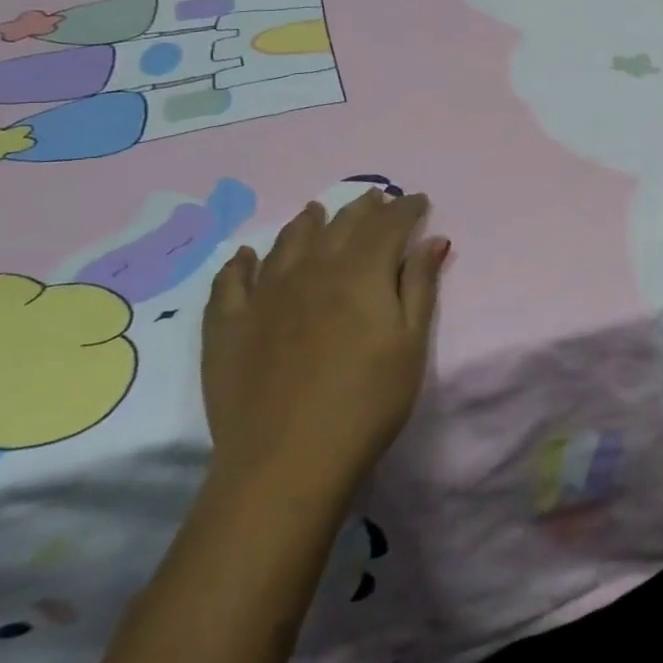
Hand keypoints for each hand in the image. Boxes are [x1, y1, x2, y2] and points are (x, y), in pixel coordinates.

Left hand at [201, 191, 447, 505]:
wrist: (287, 462)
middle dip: (363, 208)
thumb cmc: (367, 403)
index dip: (406, 208)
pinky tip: (248, 256)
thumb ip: (420, 286)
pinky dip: (243, 262)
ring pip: (288, 242)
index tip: (418, 202)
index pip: (388, 224)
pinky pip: (232, 280)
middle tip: (377, 200)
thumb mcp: (411, 345)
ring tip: (317, 211)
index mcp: (360, 273)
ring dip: (308, 222)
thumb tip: (433, 239)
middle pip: (340, 224)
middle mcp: (311, 270)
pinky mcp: (228, 325)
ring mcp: (264, 295)